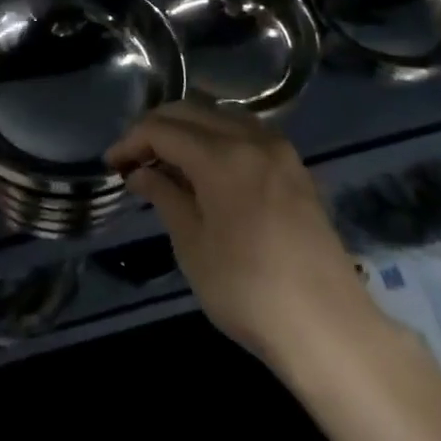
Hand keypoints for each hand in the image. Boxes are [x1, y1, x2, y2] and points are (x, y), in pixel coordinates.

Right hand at [106, 103, 388, 372]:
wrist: (329, 328)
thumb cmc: (248, 291)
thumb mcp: (193, 246)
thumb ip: (164, 197)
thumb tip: (139, 173)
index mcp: (222, 156)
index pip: (162, 129)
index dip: (131, 141)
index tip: (112, 165)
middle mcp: (252, 140)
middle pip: (191, 111)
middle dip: (156, 128)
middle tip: (133, 159)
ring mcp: (280, 152)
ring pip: (221, 117)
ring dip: (188, 130)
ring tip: (166, 162)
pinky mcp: (296, 170)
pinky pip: (247, 135)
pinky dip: (218, 139)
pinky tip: (206, 169)